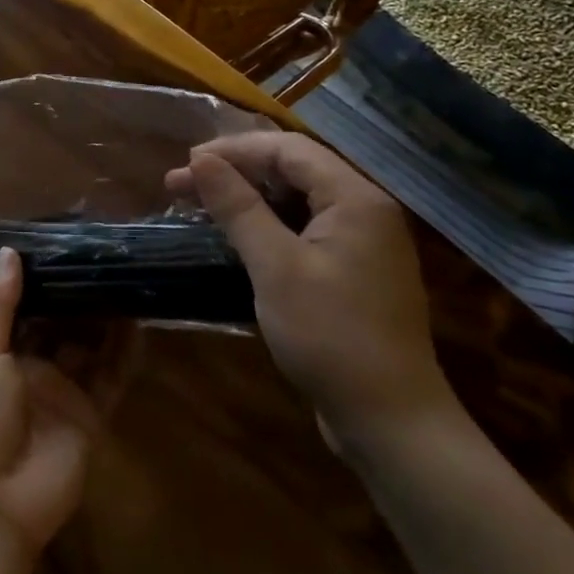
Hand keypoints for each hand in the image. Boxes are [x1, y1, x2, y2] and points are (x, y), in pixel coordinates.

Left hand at [0, 249, 102, 555]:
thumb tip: (10, 251)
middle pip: (61, 326)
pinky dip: (124, 355)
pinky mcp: (91, 415)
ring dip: (104, 320)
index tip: (64, 247)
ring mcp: (64, 392)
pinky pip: (111, 379)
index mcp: (1, 352)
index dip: (43, 281)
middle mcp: (34, 367)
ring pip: (90, 348)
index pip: (26, 308)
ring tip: (126, 281)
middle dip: (78, 298)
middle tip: (104, 259)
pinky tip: (138, 326)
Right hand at [166, 132, 456, 454]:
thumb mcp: (276, 267)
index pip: (288, 150)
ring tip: (200, 205)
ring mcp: (361, 243)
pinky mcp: (352, 272)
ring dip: (247, 199)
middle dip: (235, 172)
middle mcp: (364, 210)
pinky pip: (303, 229)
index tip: (186, 163)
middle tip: (182, 185)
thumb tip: (200, 159)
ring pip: (296, 200)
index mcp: (355, 198)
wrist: (391, 422)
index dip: (233, 150)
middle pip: (293, 170)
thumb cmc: (331, 336)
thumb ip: (239, 207)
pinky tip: (234, 237)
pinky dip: (266, 226)